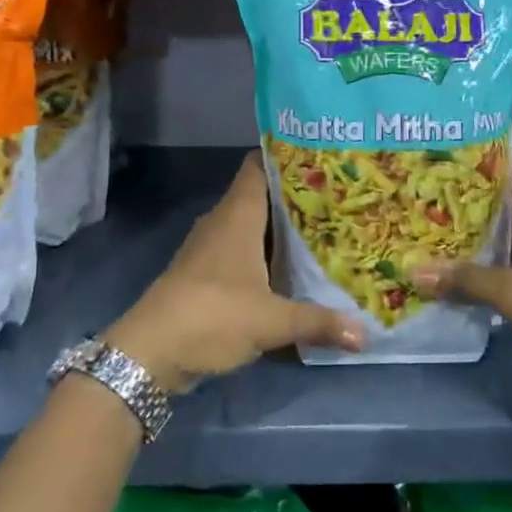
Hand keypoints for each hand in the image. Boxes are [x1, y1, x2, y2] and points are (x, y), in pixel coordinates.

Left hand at [104, 152, 361, 392]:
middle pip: (259, 195)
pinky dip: (262, 253)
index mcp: (237, 215)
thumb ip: (318, 322)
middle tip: (335, 197)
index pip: (257, 165)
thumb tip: (364, 334)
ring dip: (277, 228)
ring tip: (321, 229)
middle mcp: (221, 222)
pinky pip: (239, 250)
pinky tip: (287, 268)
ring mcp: (208, 248)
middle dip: (293, 196)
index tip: (320, 157)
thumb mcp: (271, 321)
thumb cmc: (212, 316)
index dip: (285, 156)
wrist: (147, 354)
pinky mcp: (202, 273)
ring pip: (248, 225)